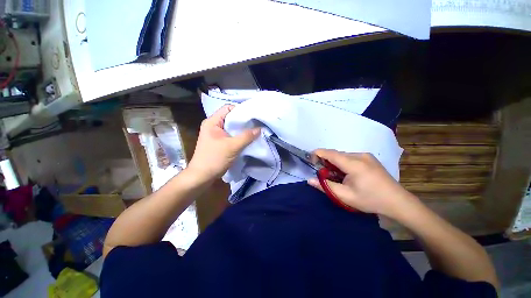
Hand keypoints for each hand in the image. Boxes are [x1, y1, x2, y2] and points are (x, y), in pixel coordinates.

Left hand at [187, 105, 259, 181]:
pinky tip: (248, 138)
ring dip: (242, 129)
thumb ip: (246, 137)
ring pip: (232, 127)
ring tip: (254, 130)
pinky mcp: (220, 142)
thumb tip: (260, 129)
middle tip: (256, 123)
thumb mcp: (232, 146)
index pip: (228, 108)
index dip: (240, 110)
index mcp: (212, 122)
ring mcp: (216, 134)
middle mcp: (214, 125)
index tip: (253, 115)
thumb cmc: (214, 159)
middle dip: (243, 121)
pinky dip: (239, 136)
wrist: (202, 176)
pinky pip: (231, 135)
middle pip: (231, 118)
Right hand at [307, 149, 418, 218]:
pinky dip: (343, 163)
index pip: (330, 153)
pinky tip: (347, 174)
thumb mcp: (345, 196)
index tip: (310, 160)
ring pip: (343, 155)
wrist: (398, 202)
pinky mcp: (369, 158)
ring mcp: (366, 155)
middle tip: (323, 173)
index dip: (317, 154)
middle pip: (336, 154)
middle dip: (326, 161)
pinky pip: (350, 157)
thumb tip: (309, 180)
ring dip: (335, 162)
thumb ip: (325, 186)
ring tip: (336, 175)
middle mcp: (359, 155)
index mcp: (353, 164)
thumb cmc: (370, 200)